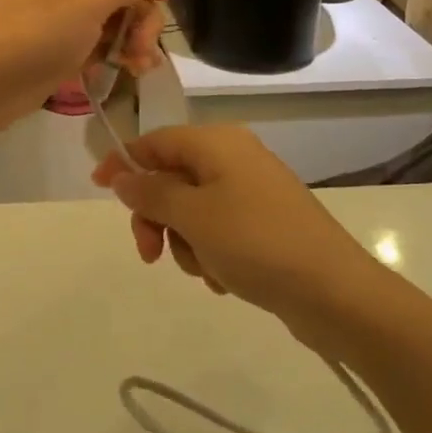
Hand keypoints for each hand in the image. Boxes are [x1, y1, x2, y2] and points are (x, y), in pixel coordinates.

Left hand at [0, 0, 168, 140]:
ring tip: (139, 67)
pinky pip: (98, 43)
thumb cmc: (36, 34)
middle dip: (143, 12)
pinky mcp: (59, 48)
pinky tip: (128, 73)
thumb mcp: (90, 2)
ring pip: (113, 17)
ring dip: (134, 38)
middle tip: (144, 45)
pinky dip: (115, 54)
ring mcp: (63, 16)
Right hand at [92, 126, 383, 346]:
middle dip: (157, 217)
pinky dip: (211, 253)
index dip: (124, 162)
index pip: (156, 141)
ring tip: (206, 270)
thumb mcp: (193, 216)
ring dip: (186, 242)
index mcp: (217, 143)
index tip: (98, 188)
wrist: (334, 291)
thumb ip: (151, 193)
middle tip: (151, 254)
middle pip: (172, 178)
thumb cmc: (256, 242)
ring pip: (192, 210)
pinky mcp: (264, 223)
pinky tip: (225, 279)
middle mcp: (234, 158)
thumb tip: (122, 175)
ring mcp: (252, 191)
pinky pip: (219, 231)